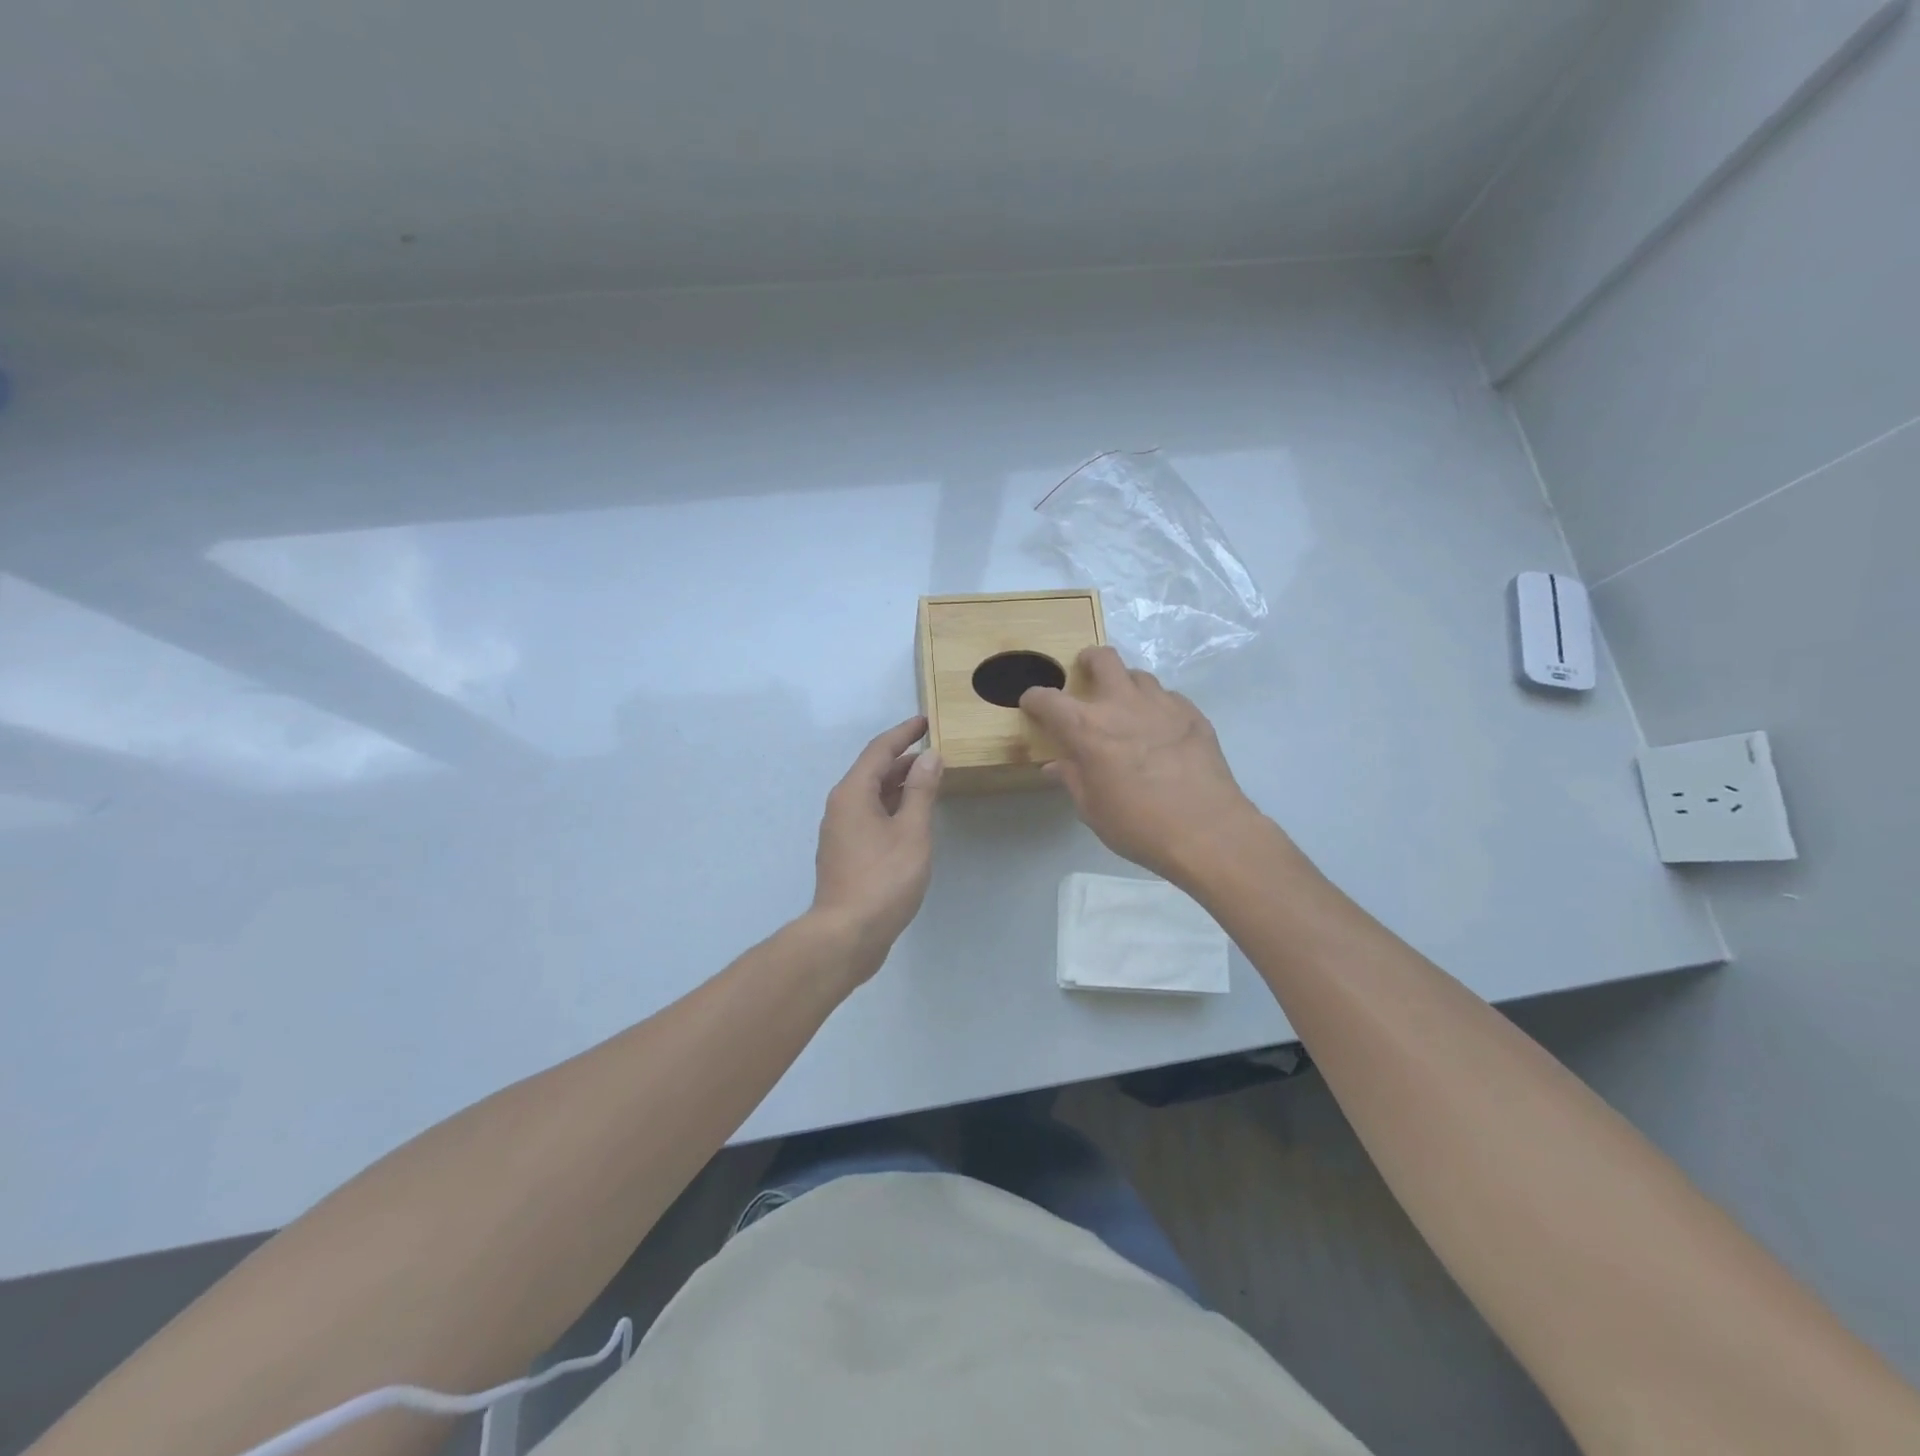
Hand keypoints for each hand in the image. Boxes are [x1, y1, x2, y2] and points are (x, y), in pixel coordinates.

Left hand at [809, 715, 943, 980]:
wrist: (847, 934)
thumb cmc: (883, 879)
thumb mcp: (912, 831)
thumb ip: (921, 791)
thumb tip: (930, 757)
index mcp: (853, 793)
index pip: (879, 750)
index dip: (904, 733)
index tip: (925, 722)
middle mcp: (841, 806)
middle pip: (873, 771)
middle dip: (903, 759)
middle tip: (934, 753)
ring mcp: (841, 831)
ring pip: (872, 795)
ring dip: (899, 784)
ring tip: (929, 781)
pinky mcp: (846, 853)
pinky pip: (871, 815)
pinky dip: (892, 807)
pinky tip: (912, 818)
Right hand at [1020, 647, 1263, 884]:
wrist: (1207, 831)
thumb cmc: (1139, 825)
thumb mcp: (1093, 809)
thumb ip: (1072, 779)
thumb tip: (1056, 765)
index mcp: (1087, 728)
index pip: (1048, 699)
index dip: (1034, 699)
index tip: (1032, 704)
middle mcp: (1122, 704)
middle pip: (1102, 659)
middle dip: (1088, 661)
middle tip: (1085, 674)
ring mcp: (1162, 704)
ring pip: (1138, 676)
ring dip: (1126, 685)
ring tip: (1126, 706)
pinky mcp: (1193, 714)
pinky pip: (1168, 697)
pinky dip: (1157, 706)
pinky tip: (1160, 728)